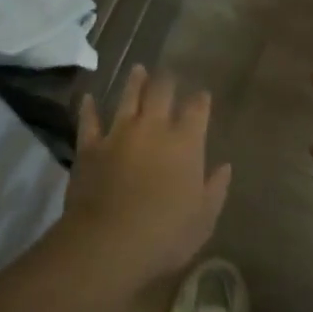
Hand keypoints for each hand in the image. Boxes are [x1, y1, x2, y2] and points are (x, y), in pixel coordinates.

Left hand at [66, 65, 231, 281]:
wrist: (108, 242)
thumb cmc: (165, 235)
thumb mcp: (203, 219)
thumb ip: (215, 189)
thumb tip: (224, 166)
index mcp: (186, 143)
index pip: (197, 111)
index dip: (200, 101)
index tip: (202, 95)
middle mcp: (153, 129)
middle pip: (161, 93)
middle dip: (167, 81)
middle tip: (169, 74)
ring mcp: (119, 134)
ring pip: (128, 98)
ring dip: (135, 82)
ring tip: (138, 69)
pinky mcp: (90, 146)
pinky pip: (89, 121)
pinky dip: (89, 109)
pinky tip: (88, 99)